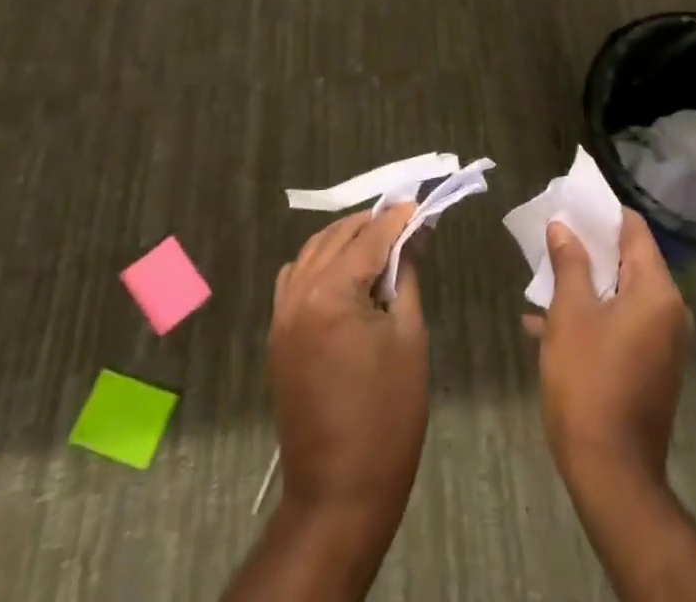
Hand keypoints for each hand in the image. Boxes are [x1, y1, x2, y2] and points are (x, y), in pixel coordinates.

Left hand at [270, 205, 429, 525]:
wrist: (340, 491)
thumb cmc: (388, 415)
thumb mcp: (409, 337)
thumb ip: (406, 277)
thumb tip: (413, 236)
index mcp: (331, 295)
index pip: (369, 239)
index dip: (396, 220)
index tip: (418, 204)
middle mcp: (298, 295)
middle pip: (336, 238)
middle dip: (370, 224)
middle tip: (403, 220)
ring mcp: (281, 315)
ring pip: (311, 253)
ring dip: (343, 239)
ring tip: (377, 239)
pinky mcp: (278, 336)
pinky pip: (294, 279)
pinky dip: (319, 263)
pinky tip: (343, 269)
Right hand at [526, 208, 689, 488]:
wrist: (611, 474)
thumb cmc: (589, 382)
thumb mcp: (570, 314)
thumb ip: (569, 263)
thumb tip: (563, 227)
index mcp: (656, 291)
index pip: (634, 230)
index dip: (603, 213)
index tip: (572, 203)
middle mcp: (669, 311)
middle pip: (629, 260)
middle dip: (590, 248)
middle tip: (554, 235)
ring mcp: (663, 343)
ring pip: (622, 294)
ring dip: (586, 284)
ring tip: (545, 276)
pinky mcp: (651, 368)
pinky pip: (622, 323)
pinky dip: (593, 315)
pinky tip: (548, 324)